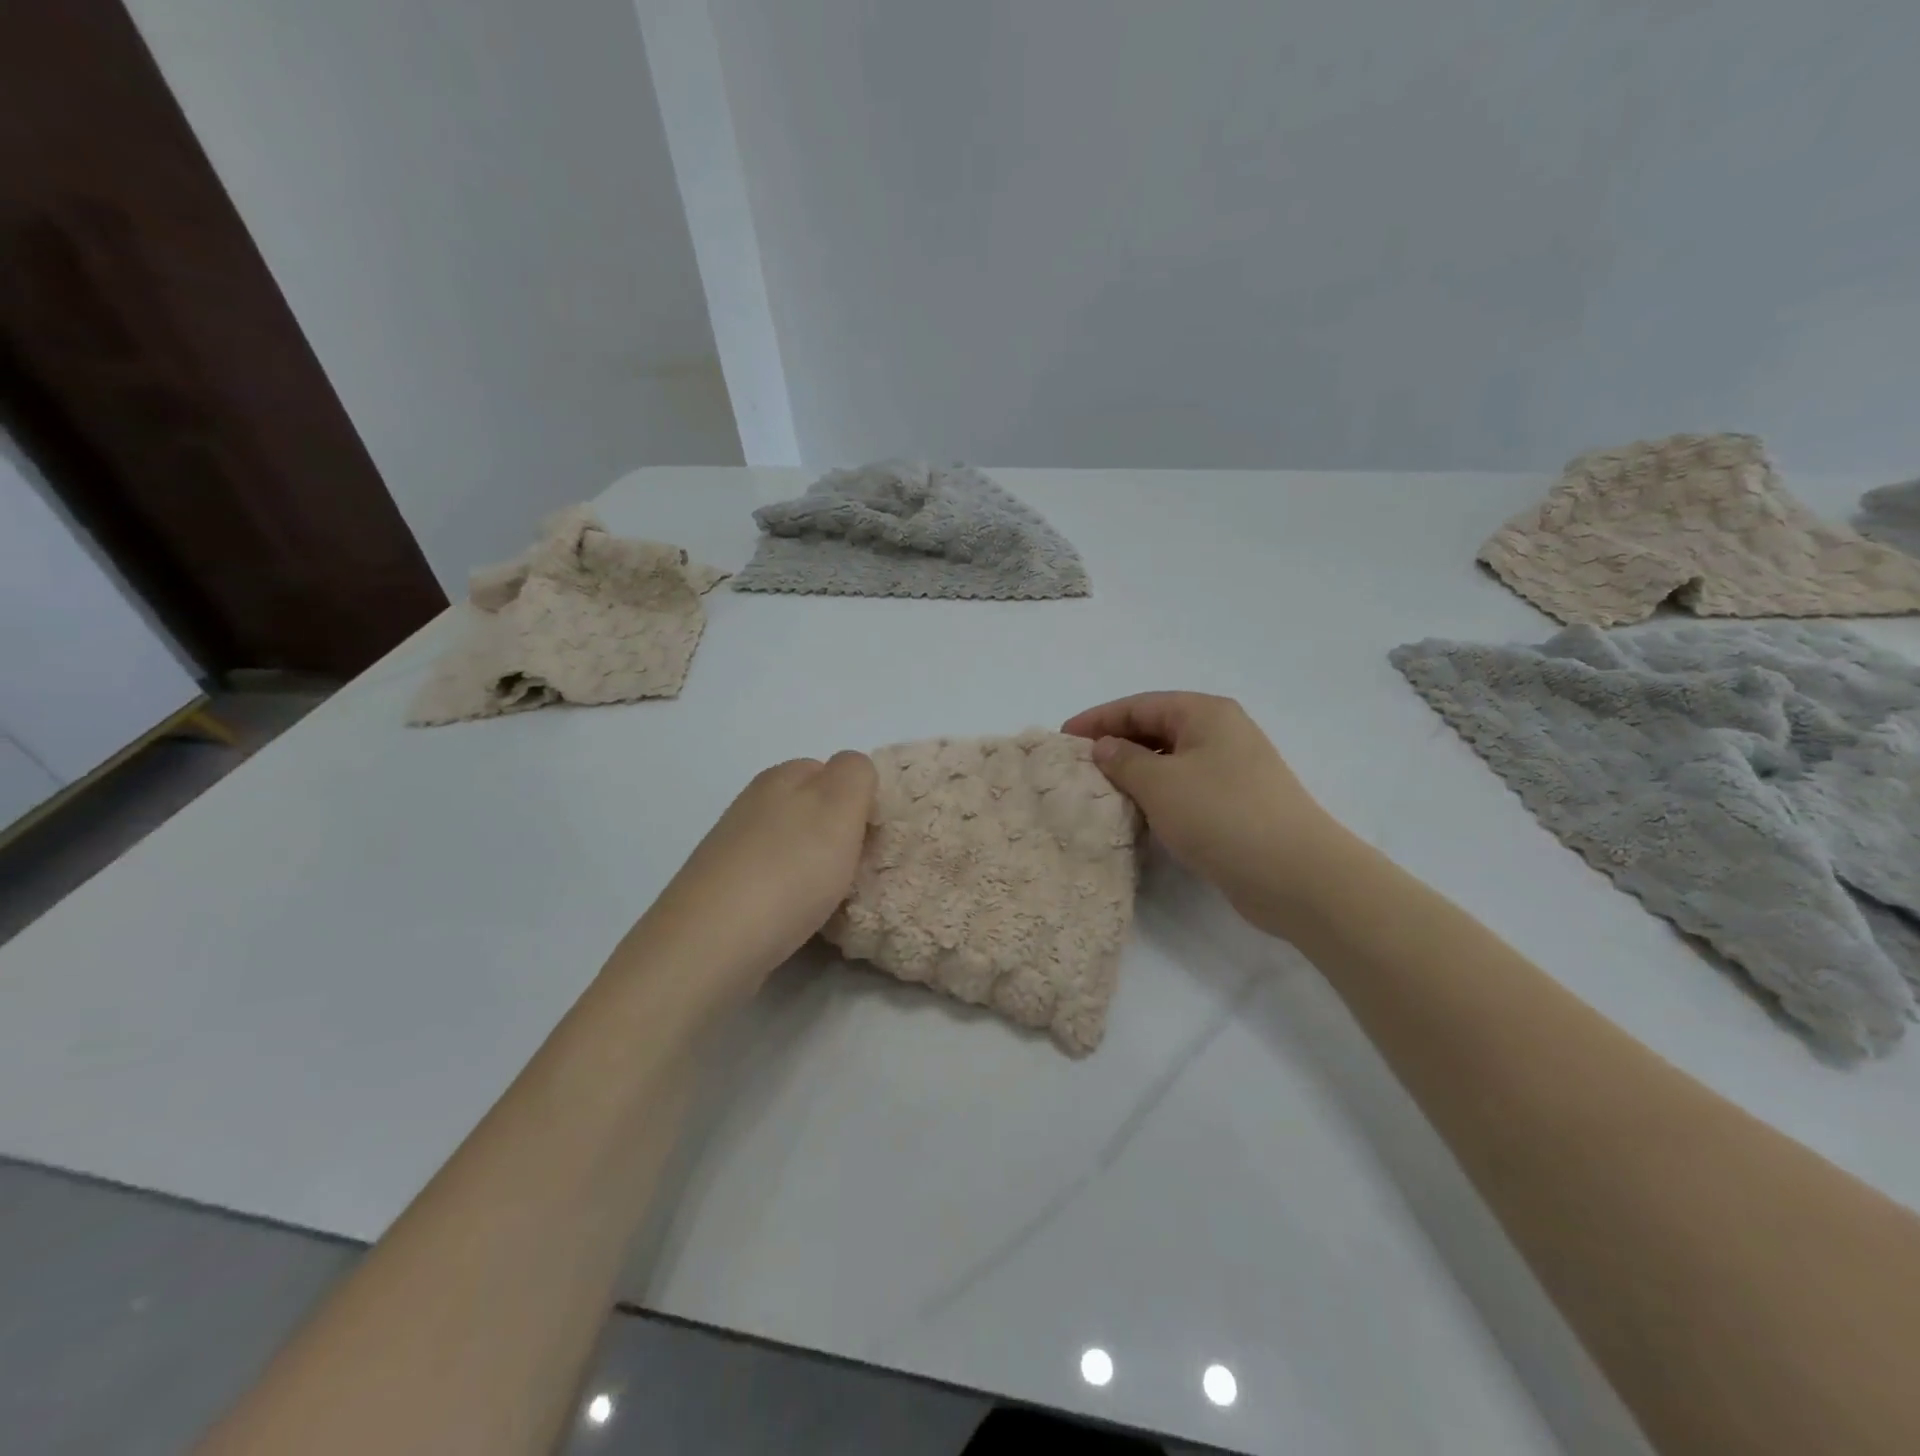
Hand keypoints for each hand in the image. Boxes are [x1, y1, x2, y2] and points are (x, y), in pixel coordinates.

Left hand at [632, 752, 876, 1002]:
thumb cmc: (788, 871)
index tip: (872, 835)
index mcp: (781, 777)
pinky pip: (772, 880)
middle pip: (811, 809)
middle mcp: (753, 804)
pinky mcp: (722, 890)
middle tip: (857, 868)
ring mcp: (733, 848)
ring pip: (792, 846)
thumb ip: (855, 774)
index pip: (834, 770)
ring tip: (830, 899)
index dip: (859, 799)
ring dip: (815, 867)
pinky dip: (791, 895)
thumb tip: (852, 773)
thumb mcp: (838, 807)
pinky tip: (797, 918)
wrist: (711, 944)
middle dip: (838, 835)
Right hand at [1062, 693, 1343, 934]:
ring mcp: (1233, 769)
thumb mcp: (1160, 783)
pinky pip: (1185, 787)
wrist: (1296, 874)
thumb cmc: (1222, 815)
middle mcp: (1221, 733)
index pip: (1140, 705)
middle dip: (1116, 744)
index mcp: (1205, 713)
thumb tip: (1104, 747)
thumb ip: (1123, 760)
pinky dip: (1157, 794)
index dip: (1099, 719)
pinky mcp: (1236, 804)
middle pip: (1156, 728)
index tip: (1064, 738)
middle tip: (1078, 766)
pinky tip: (1137, 813)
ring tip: (1100, 790)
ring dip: (1135, 771)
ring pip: (1170, 760)